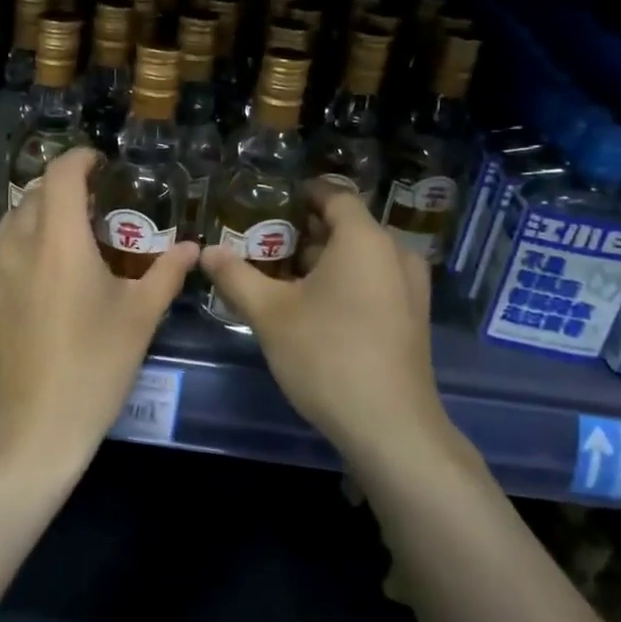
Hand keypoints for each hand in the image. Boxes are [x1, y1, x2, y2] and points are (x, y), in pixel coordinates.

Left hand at [0, 148, 197, 467]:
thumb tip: (193, 248)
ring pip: (15, 218)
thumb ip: (166, 274)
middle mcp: (17, 243)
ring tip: (74, 236)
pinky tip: (49, 272)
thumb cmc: (92, 367)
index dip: (81, 159)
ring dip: (43, 213)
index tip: (102, 164)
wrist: (28, 428)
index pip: (61, 174)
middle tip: (98, 205)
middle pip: (36, 192)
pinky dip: (27, 240)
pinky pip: (4, 247)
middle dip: (65, 187)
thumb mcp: (138, 319)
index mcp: (57, 240)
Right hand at [201, 182, 442, 455]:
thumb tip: (207, 251)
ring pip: (361, 257)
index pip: (334, 195)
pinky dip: (345, 281)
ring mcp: (410, 287)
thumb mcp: (270, 314)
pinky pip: (375, 281)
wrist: (390, 427)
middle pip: (347, 227)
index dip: (301, 194)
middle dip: (305, 231)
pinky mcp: (413, 317)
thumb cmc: (327, 356)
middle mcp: (395, 253)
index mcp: (365, 239)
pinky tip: (313, 306)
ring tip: (280, 275)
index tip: (269, 202)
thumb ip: (236, 276)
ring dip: (323, 259)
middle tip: (264, 242)